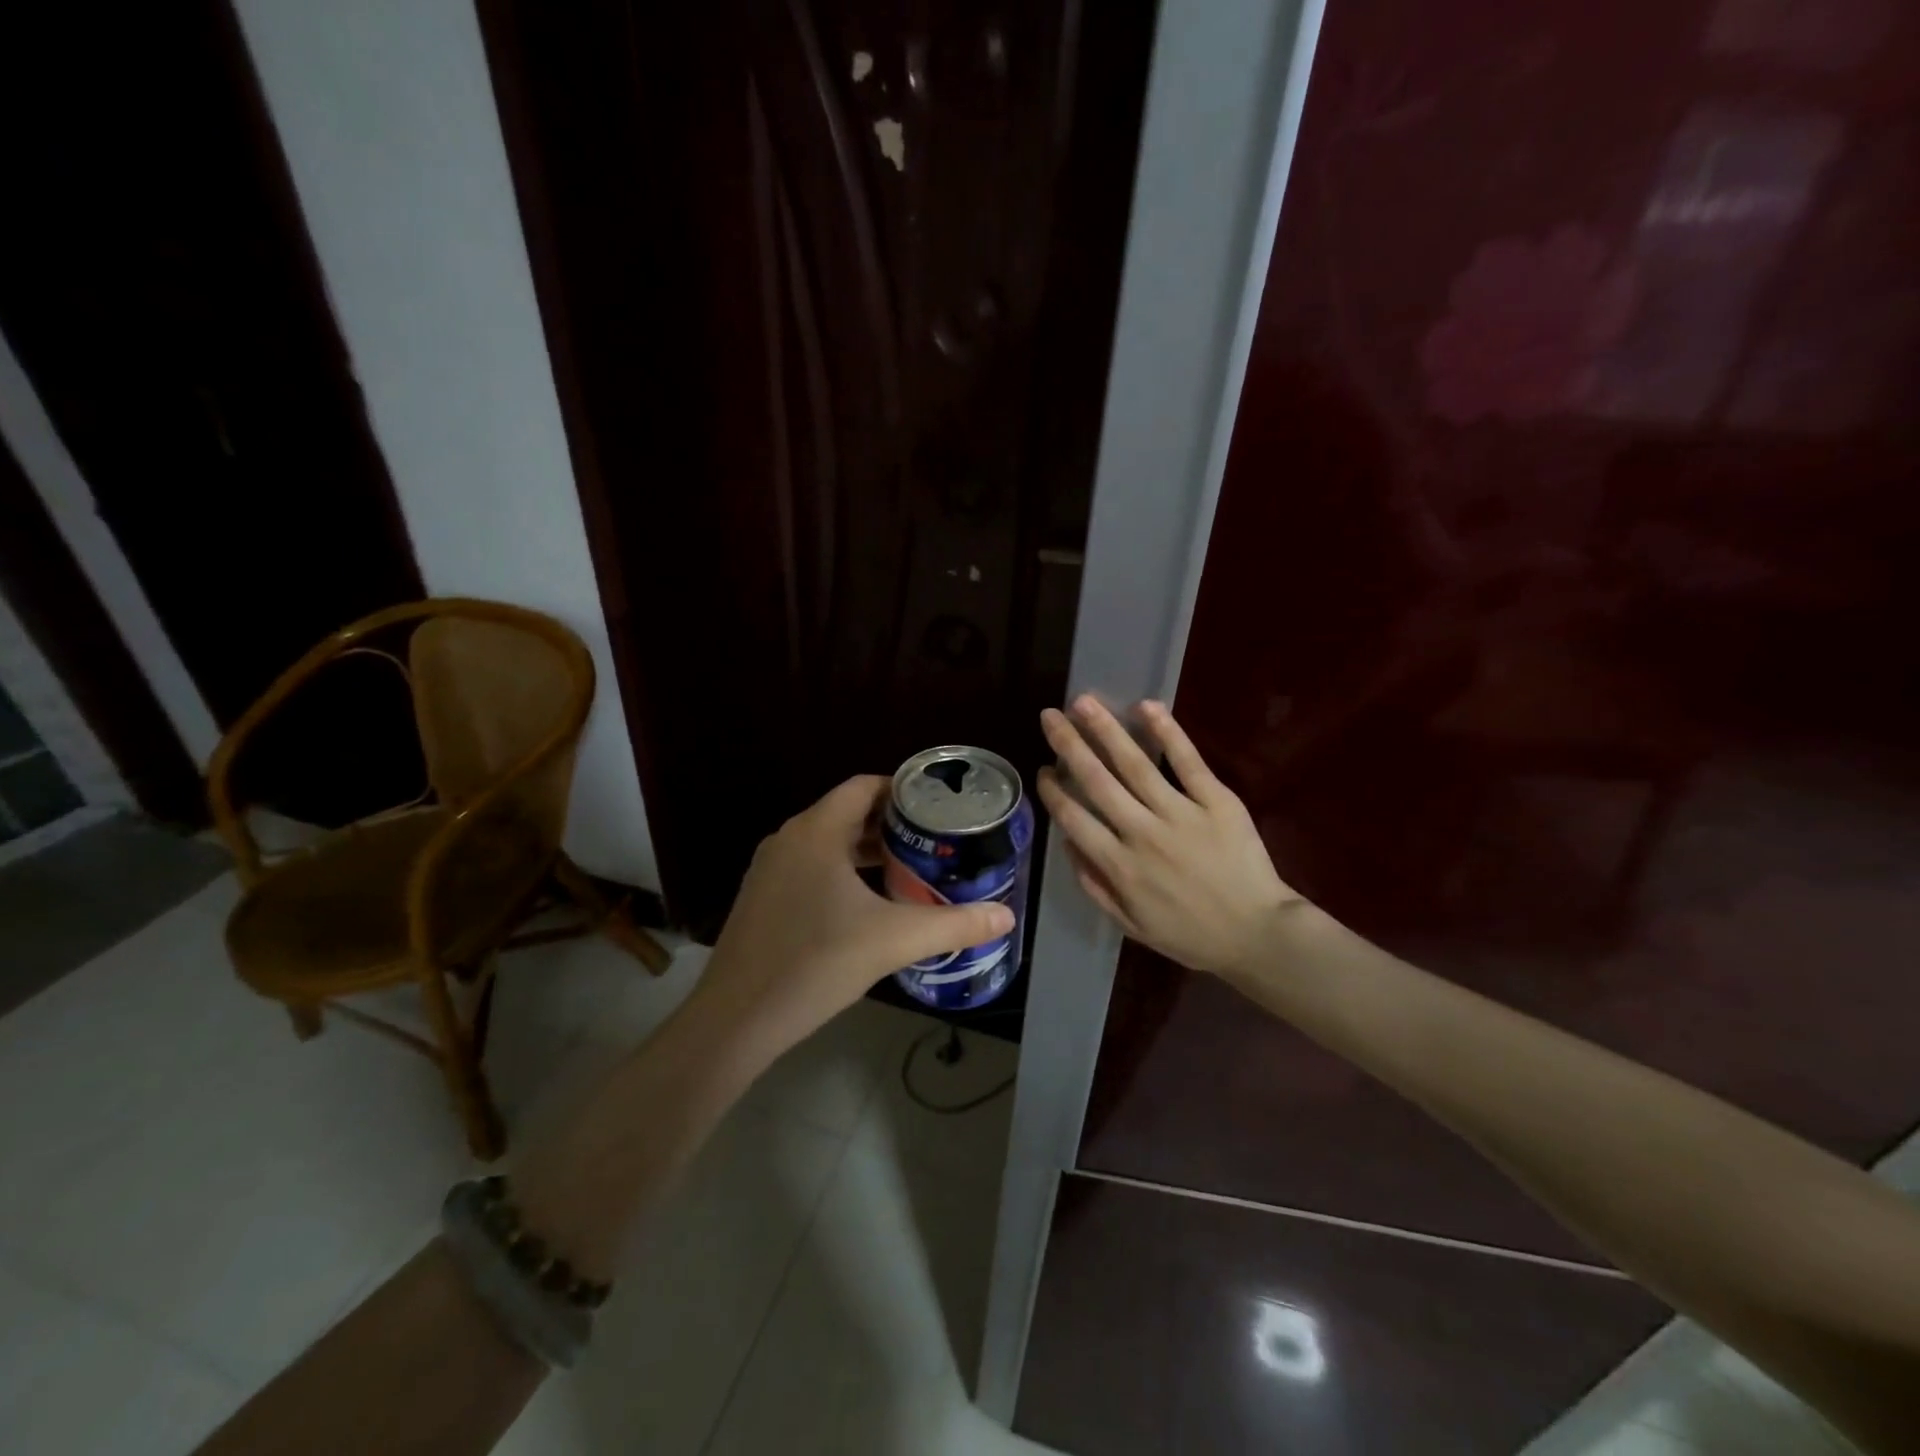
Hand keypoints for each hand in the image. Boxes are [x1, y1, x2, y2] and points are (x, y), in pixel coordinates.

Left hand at [691, 776, 1014, 1062]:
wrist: (735, 1020)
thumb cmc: (815, 963)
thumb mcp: (893, 940)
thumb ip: (953, 925)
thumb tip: (1005, 917)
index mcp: (816, 831)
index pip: (864, 786)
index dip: (903, 788)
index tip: (939, 806)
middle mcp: (789, 839)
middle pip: (847, 812)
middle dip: (891, 822)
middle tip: (935, 839)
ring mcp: (770, 869)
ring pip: (828, 842)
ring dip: (867, 848)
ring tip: (910, 866)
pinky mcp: (762, 898)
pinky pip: (810, 866)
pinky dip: (842, 870)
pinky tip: (868, 902)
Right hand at [1037, 697, 1299, 978]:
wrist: (1258, 935)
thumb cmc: (1191, 935)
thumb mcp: (1131, 925)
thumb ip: (1095, 885)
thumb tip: (1067, 844)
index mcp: (1119, 866)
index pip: (1075, 819)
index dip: (1054, 791)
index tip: (1042, 769)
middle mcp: (1142, 833)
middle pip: (1097, 781)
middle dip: (1069, 745)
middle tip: (1049, 716)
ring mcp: (1181, 814)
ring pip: (1135, 765)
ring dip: (1106, 730)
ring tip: (1084, 702)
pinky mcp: (1217, 802)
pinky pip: (1188, 762)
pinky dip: (1167, 732)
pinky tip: (1146, 707)